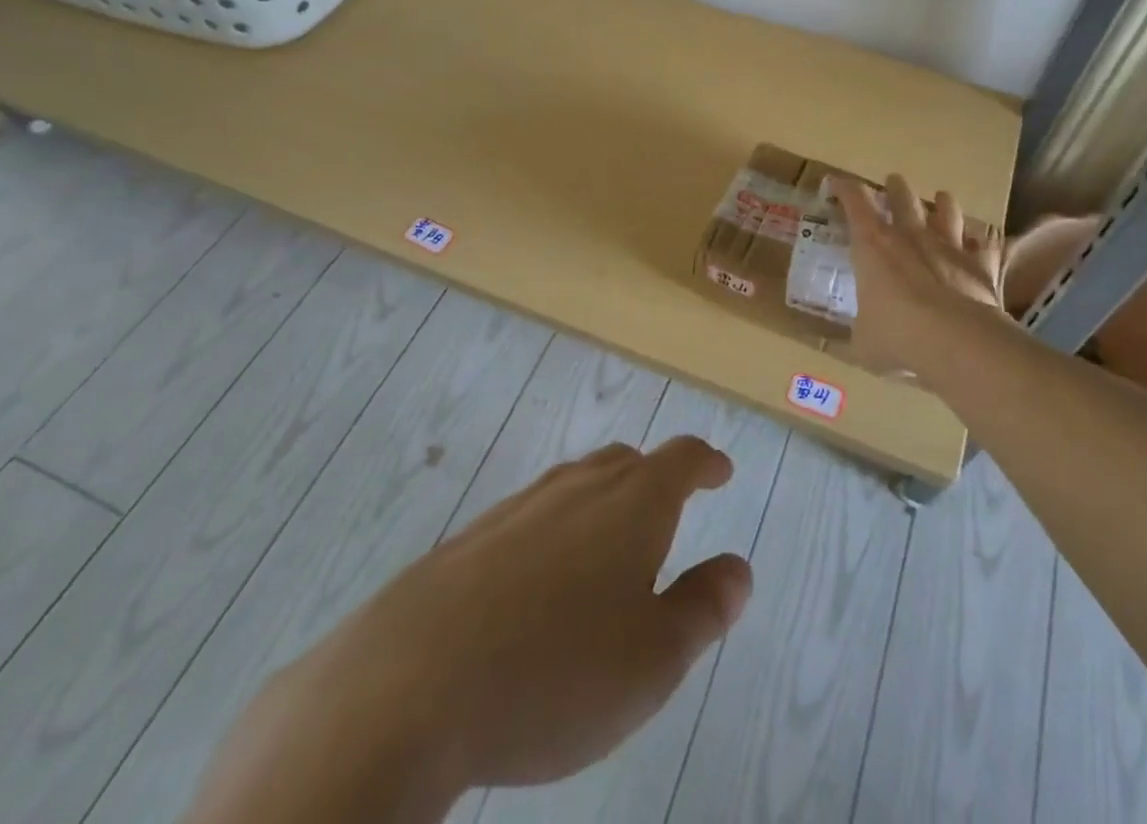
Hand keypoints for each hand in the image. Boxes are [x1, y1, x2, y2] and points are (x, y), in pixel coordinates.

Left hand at [187, 438, 752, 823]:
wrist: (408, 686)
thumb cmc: (555, 673)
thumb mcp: (654, 659)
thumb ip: (703, 608)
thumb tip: (738, 569)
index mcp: (631, 503)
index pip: (681, 459)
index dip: (705, 462)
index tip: (720, 471)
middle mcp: (577, 488)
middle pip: (625, 463)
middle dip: (654, 478)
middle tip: (667, 507)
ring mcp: (518, 508)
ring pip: (574, 485)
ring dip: (602, 502)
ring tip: (608, 543)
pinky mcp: (470, 540)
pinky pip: (530, 517)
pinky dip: (554, 531)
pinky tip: (539, 580)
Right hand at [828, 173, 1006, 377]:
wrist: (958, 344)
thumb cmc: (897, 337)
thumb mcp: (862, 343)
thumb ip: (854, 335)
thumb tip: (839, 344)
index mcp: (872, 245)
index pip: (854, 202)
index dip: (844, 188)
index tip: (837, 183)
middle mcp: (910, 236)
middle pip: (903, 197)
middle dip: (896, 187)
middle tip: (893, 183)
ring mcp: (949, 247)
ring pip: (948, 212)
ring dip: (943, 204)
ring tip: (942, 200)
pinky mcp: (981, 266)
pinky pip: (985, 247)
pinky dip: (982, 244)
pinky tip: (981, 244)